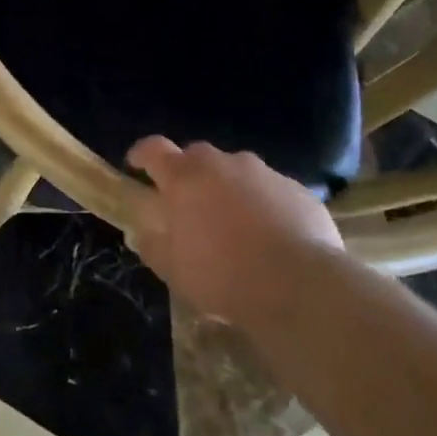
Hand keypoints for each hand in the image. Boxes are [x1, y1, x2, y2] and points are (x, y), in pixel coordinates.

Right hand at [124, 138, 343, 322]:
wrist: (300, 286)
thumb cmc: (223, 276)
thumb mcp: (174, 270)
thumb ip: (153, 245)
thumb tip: (143, 233)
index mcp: (185, 177)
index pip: (154, 149)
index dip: (142, 155)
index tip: (136, 166)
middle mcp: (222, 163)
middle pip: (196, 156)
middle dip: (189, 175)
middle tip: (190, 206)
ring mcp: (264, 173)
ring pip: (237, 172)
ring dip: (229, 189)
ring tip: (235, 225)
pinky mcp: (298, 190)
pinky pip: (271, 190)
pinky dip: (264, 205)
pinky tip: (272, 236)